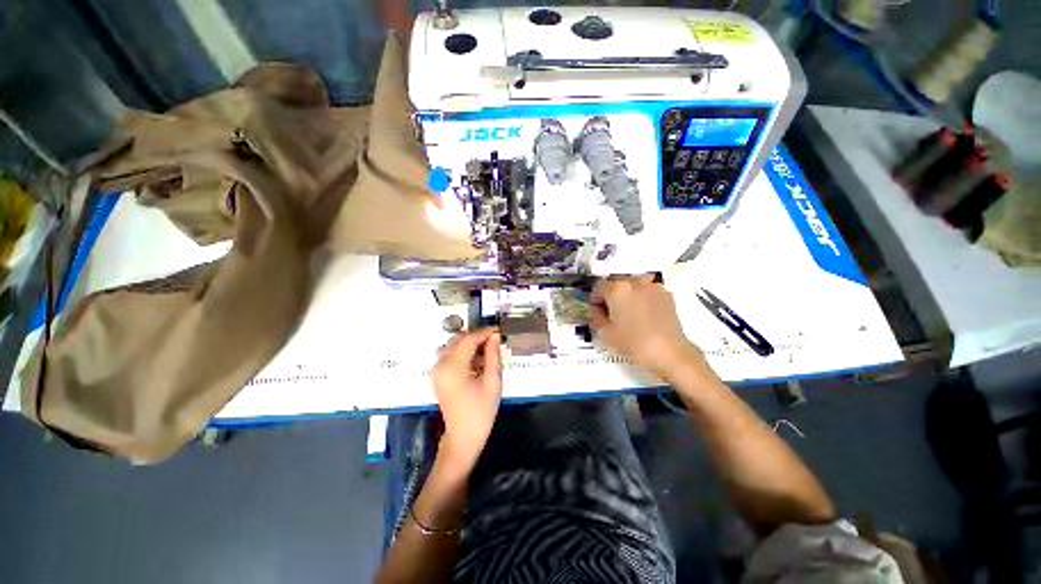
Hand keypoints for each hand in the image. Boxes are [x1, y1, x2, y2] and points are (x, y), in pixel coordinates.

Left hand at [432, 328, 502, 472]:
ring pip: (453, 344)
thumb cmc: (481, 411)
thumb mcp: (492, 382)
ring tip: (486, 351)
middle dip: (476, 337)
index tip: (498, 330)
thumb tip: (494, 336)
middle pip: (458, 339)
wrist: (463, 436)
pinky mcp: (437, 375)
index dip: (484, 332)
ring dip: (469, 343)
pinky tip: (476, 360)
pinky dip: (462, 352)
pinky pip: (449, 354)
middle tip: (493, 341)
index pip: (468, 339)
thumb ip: (493, 356)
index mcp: (453, 367)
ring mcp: (436, 370)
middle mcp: (440, 365)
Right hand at [590, 276, 699, 376]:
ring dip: (626, 296)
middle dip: (611, 296)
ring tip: (629, 314)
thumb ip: (597, 316)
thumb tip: (596, 309)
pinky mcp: (666, 294)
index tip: (596, 312)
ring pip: (632, 286)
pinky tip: (643, 315)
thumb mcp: (607, 332)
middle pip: (616, 283)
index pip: (598, 287)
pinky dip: (641, 298)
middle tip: (611, 313)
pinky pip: (647, 292)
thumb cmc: (633, 342)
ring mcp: (652, 286)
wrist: (668, 351)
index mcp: (617, 289)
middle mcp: (634, 282)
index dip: (595, 299)